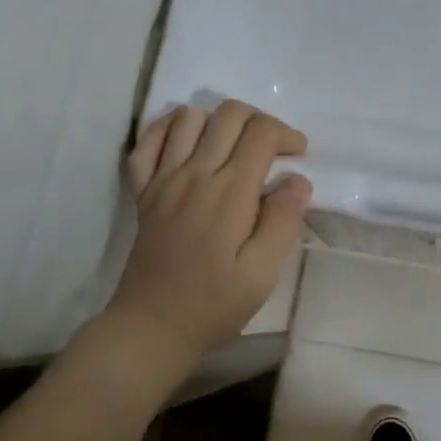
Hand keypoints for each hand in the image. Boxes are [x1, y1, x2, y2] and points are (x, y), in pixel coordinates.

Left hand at [106, 100, 312, 362]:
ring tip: (234, 148)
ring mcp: (163, 179)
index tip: (298, 159)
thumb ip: (282, 222)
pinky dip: (169, 128)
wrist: (153, 326)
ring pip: (190, 117)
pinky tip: (188, 141)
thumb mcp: (263, 273)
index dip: (287, 135)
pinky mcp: (143, 191)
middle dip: (261, 121)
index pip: (261, 132)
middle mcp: (194, 174)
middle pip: (229, 114)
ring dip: (219, 121)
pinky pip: (148, 140)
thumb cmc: (215, 304)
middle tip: (273, 152)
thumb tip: (298, 180)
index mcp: (229, 193)